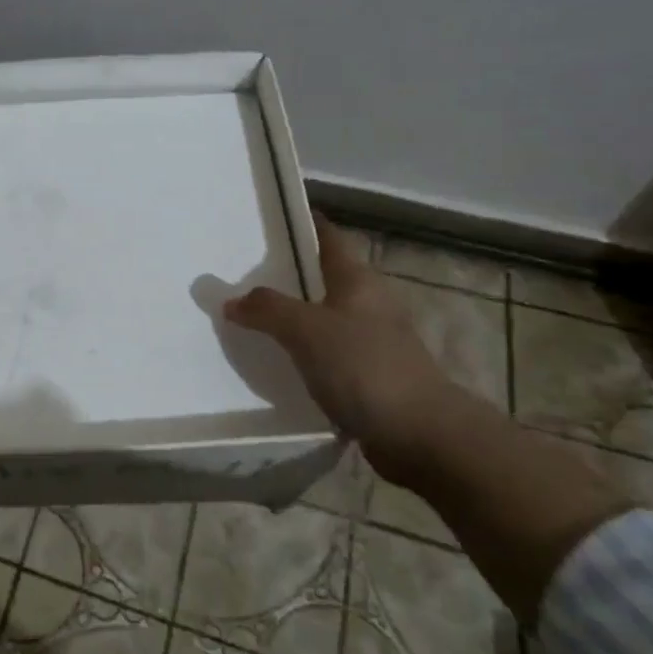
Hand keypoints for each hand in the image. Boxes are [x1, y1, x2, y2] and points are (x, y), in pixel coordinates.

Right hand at [224, 216, 459, 484]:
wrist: (421, 436)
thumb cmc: (364, 367)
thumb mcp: (306, 330)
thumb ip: (267, 309)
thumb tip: (232, 301)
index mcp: (358, 282)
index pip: (330, 238)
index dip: (307, 224)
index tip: (276, 217)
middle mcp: (369, 305)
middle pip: (325, 279)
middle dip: (289, 274)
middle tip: (245, 272)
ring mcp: (373, 343)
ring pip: (325, 319)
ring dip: (295, 318)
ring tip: (253, 319)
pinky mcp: (371, 378)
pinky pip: (328, 355)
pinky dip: (304, 354)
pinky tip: (278, 364)